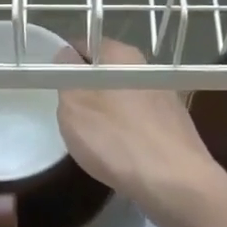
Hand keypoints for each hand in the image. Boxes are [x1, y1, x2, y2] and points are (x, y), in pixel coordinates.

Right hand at [53, 39, 226, 226]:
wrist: (175, 183)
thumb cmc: (117, 138)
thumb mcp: (74, 103)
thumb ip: (66, 73)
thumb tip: (66, 55)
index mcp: (122, 55)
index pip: (83, 44)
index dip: (63, 61)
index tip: (51, 84)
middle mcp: (147, 69)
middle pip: (104, 72)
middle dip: (85, 90)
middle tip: (68, 116)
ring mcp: (164, 98)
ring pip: (121, 98)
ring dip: (105, 113)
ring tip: (93, 139)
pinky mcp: (173, 126)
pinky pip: (138, 121)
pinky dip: (125, 132)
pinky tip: (120, 154)